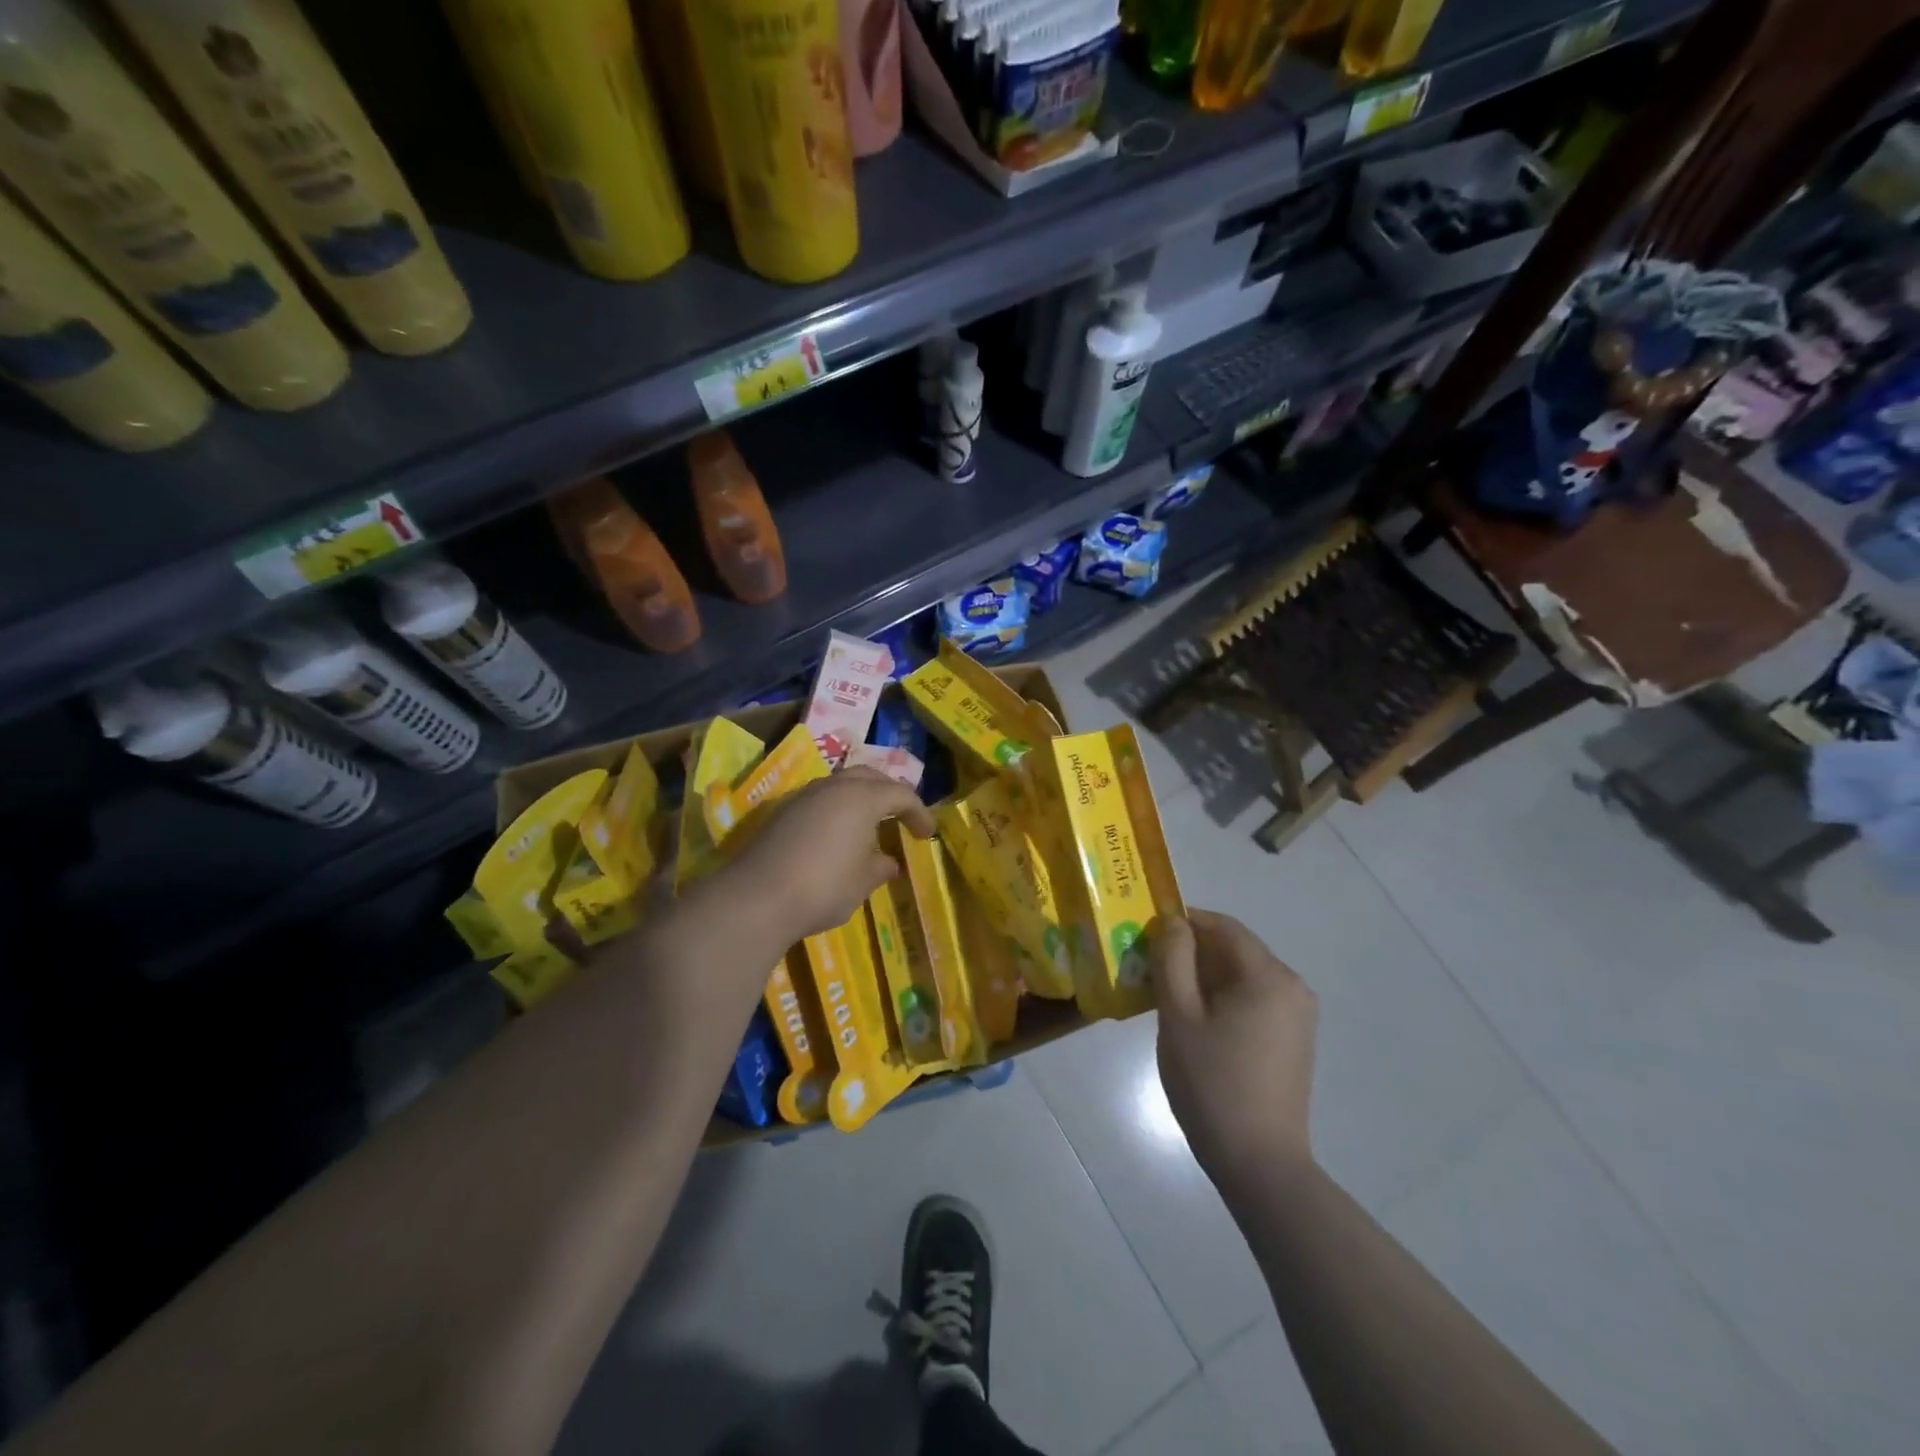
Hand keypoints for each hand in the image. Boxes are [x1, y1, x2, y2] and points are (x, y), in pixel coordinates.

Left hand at [723, 767, 935, 941]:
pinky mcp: (782, 811)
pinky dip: (837, 809)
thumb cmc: (824, 887)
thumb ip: (879, 868)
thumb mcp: (862, 883)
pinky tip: (836, 835)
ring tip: (869, 824)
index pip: (901, 794)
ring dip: (860, 798)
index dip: (918, 812)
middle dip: (889, 793)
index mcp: (862, 798)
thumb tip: (888, 862)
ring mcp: (804, 796)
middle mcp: (833, 787)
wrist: (757, 897)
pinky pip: (820, 799)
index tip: (926, 834)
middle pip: (869, 777)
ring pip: (841, 784)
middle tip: (900, 816)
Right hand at [1151, 909, 1317, 1189]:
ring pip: (1243, 976)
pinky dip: (1224, 998)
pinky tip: (1196, 1023)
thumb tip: (1173, 922)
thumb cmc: (1212, 1083)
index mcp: (1268, 975)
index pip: (1224, 926)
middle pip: (1236, 950)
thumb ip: (1173, 959)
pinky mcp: (1295, 1040)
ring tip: (1167, 997)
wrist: (1260, 1164)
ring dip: (1205, 976)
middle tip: (1150, 968)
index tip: (1148, 933)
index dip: (1185, 921)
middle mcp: (1292, 986)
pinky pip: (1255, 1000)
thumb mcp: (1179, 1016)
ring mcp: (1298, 1016)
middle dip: (1192, 951)